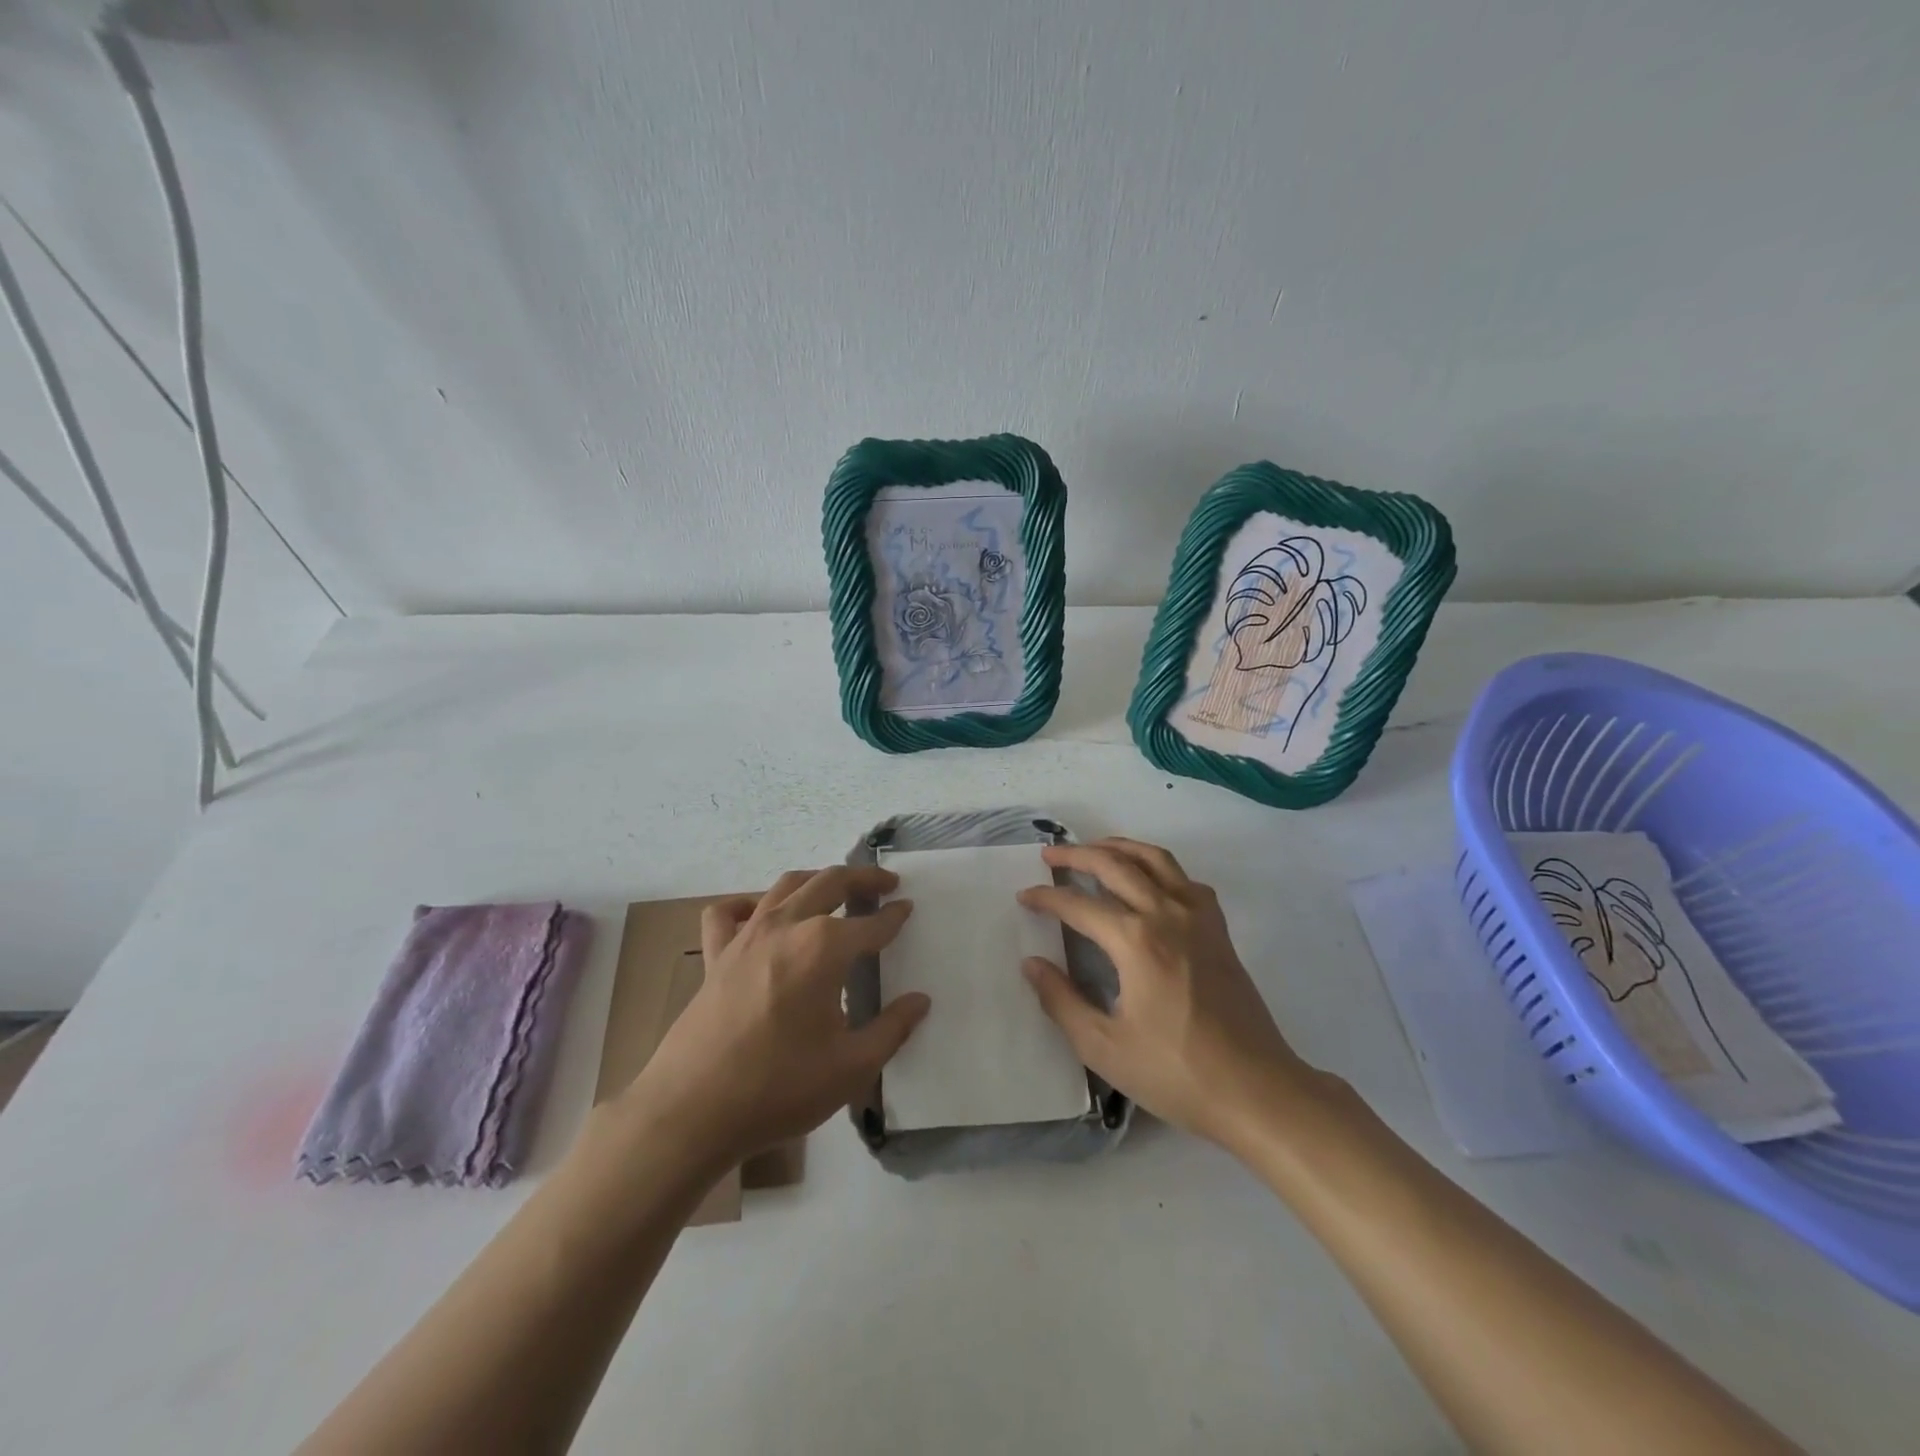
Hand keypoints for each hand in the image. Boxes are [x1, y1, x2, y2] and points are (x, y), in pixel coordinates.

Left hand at [617, 866, 928, 1167]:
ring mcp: (745, 936)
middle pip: (830, 883)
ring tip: (835, 888)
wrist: (692, 1111)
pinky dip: (748, 904)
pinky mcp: (715, 955)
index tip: (908, 910)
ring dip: (816, 879)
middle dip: (863, 878)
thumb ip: (892, 1029)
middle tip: (886, 884)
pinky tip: (761, 914)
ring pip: (786, 885)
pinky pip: (728, 912)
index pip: (871, 924)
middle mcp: (786, 926)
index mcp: (824, 948)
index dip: (894, 917)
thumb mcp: (851, 1067)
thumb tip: (920, 1001)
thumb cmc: (779, 1088)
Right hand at [1017, 837, 1315, 1144]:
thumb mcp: (1103, 1046)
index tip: (1024, 897)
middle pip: (1115, 865)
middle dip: (1077, 855)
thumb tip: (1032, 964)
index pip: (1078, 905)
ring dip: (1119, 847)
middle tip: (1050, 856)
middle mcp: (1166, 914)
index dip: (1046, 898)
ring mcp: (1198, 917)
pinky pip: (1185, 879)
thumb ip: (1061, 1001)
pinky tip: (1149, 880)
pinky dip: (1159, 867)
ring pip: (1154, 859)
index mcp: (1135, 941)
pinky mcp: (1218, 929)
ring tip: (1094, 848)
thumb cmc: (1175, 1072)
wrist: (1256, 1089)